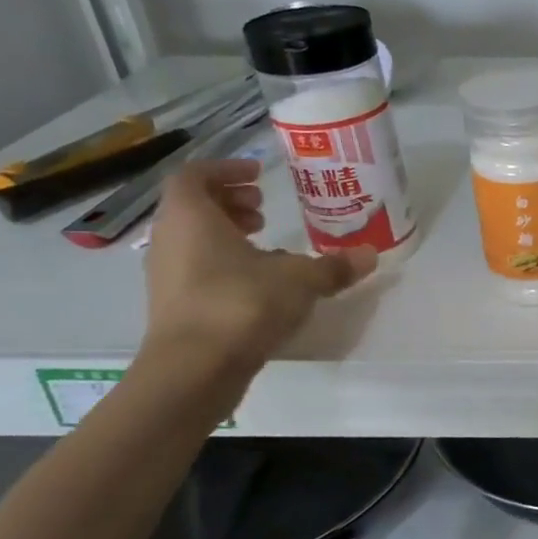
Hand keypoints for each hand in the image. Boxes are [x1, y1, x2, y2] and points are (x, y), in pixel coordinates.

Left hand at [142, 159, 373, 373]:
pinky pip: (196, 269)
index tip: (260, 174)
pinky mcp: (173, 306)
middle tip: (264, 209)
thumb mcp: (300, 280)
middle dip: (229, 202)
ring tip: (267, 246)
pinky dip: (224, 264)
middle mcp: (170, 239)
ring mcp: (166, 275)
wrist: (194, 369)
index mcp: (191, 216)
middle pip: (192, 206)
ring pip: (193, 239)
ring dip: (227, 235)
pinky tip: (260, 283)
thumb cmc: (241, 303)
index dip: (226, 169)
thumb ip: (334, 266)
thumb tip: (370, 255)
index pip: (195, 175)